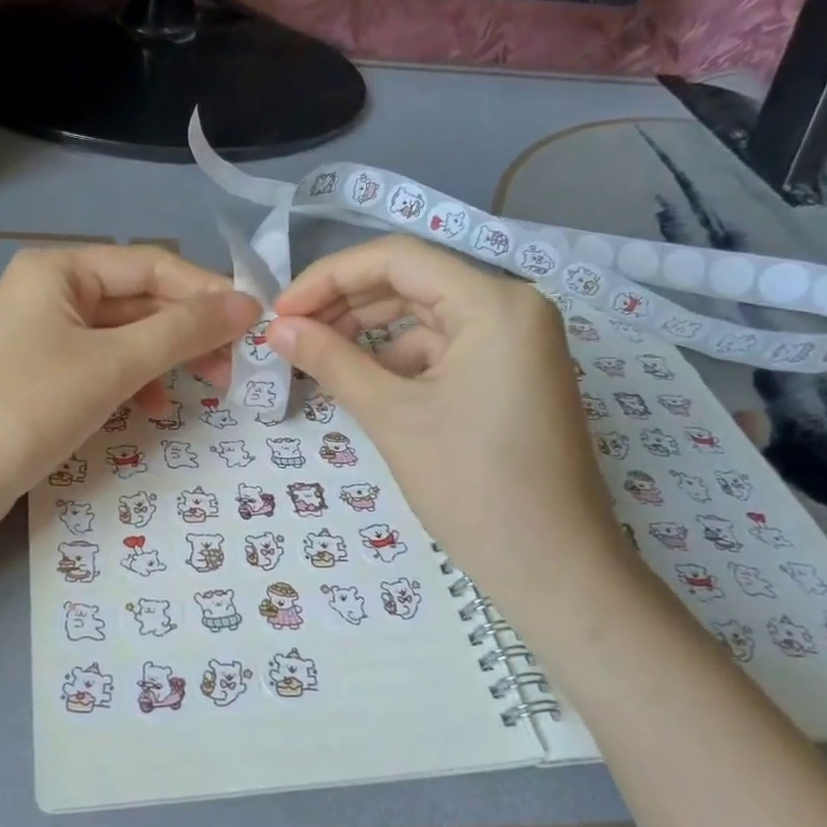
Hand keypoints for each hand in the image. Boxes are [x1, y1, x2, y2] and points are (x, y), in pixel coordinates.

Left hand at [0, 245, 260, 512]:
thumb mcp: (113, 364)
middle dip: (188, 330)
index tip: (254, 322)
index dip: (206, 291)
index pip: (151, 264)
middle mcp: (48, 290)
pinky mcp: (40, 373)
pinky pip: (101, 363)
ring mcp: (41, 334)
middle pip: (138, 299)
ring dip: (166, 357)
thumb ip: (183, 331)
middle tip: (235, 365)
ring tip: (208, 388)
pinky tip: (154, 406)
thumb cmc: (30, 408)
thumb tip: (247, 304)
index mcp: (58, 269)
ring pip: (123, 335)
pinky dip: (133, 379)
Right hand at [269, 236, 627, 597]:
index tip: (280, 312)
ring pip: (425, 315)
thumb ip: (330, 360)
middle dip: (345, 303)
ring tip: (315, 356)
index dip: (329, 277)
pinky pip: (444, 347)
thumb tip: (275, 329)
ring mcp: (516, 342)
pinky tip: (361, 380)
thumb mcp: (391, 415)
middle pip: (412, 282)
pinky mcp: (511, 374)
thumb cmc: (471, 485)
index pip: (397, 259)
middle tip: (289, 334)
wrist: (552, 567)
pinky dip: (398, 358)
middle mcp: (512, 307)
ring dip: (368, 331)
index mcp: (494, 303)